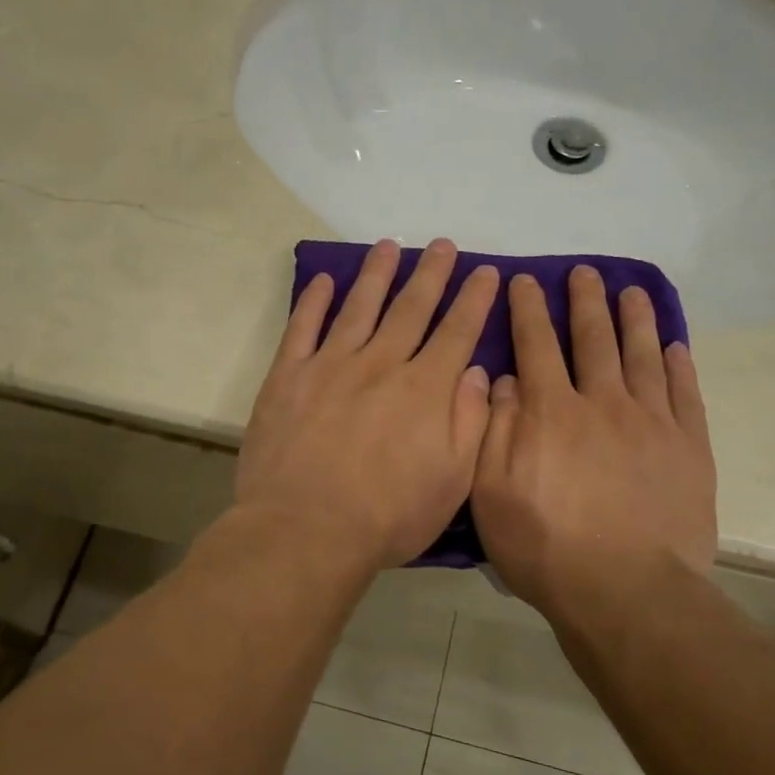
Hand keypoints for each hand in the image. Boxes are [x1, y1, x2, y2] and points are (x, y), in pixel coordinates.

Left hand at [238, 239, 500, 569]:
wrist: (305, 530)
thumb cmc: (388, 515)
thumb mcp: (452, 481)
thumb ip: (470, 422)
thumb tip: (479, 372)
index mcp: (425, 389)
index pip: (458, 332)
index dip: (474, 299)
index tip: (486, 272)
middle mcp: (381, 364)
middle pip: (411, 308)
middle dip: (432, 274)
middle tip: (443, 244)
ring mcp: (330, 366)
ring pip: (360, 307)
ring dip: (377, 274)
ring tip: (390, 246)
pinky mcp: (288, 377)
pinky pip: (302, 328)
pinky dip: (313, 301)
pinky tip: (324, 280)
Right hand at [472, 267, 717, 626]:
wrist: (626, 591)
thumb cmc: (546, 546)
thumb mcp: (492, 493)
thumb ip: (494, 429)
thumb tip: (502, 379)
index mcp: (551, 411)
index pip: (536, 345)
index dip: (528, 309)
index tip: (525, 280)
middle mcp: (602, 402)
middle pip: (593, 338)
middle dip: (586, 301)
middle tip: (585, 272)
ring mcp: (651, 422)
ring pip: (642, 355)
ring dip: (635, 319)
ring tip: (632, 291)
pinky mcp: (688, 448)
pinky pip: (685, 394)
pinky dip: (679, 366)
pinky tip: (675, 346)